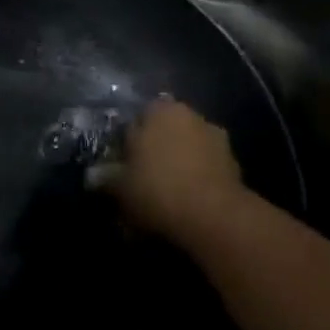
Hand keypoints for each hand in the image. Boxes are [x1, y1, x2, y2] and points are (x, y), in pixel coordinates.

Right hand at [108, 98, 254, 242]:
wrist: (215, 219)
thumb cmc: (157, 188)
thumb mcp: (119, 186)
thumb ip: (106, 178)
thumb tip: (94, 177)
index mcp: (161, 110)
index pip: (137, 118)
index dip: (127, 141)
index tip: (120, 164)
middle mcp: (191, 117)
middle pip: (165, 134)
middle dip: (154, 153)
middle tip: (139, 179)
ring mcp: (218, 141)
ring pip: (186, 152)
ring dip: (177, 168)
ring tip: (162, 197)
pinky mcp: (236, 168)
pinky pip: (205, 171)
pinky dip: (195, 183)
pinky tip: (183, 206)